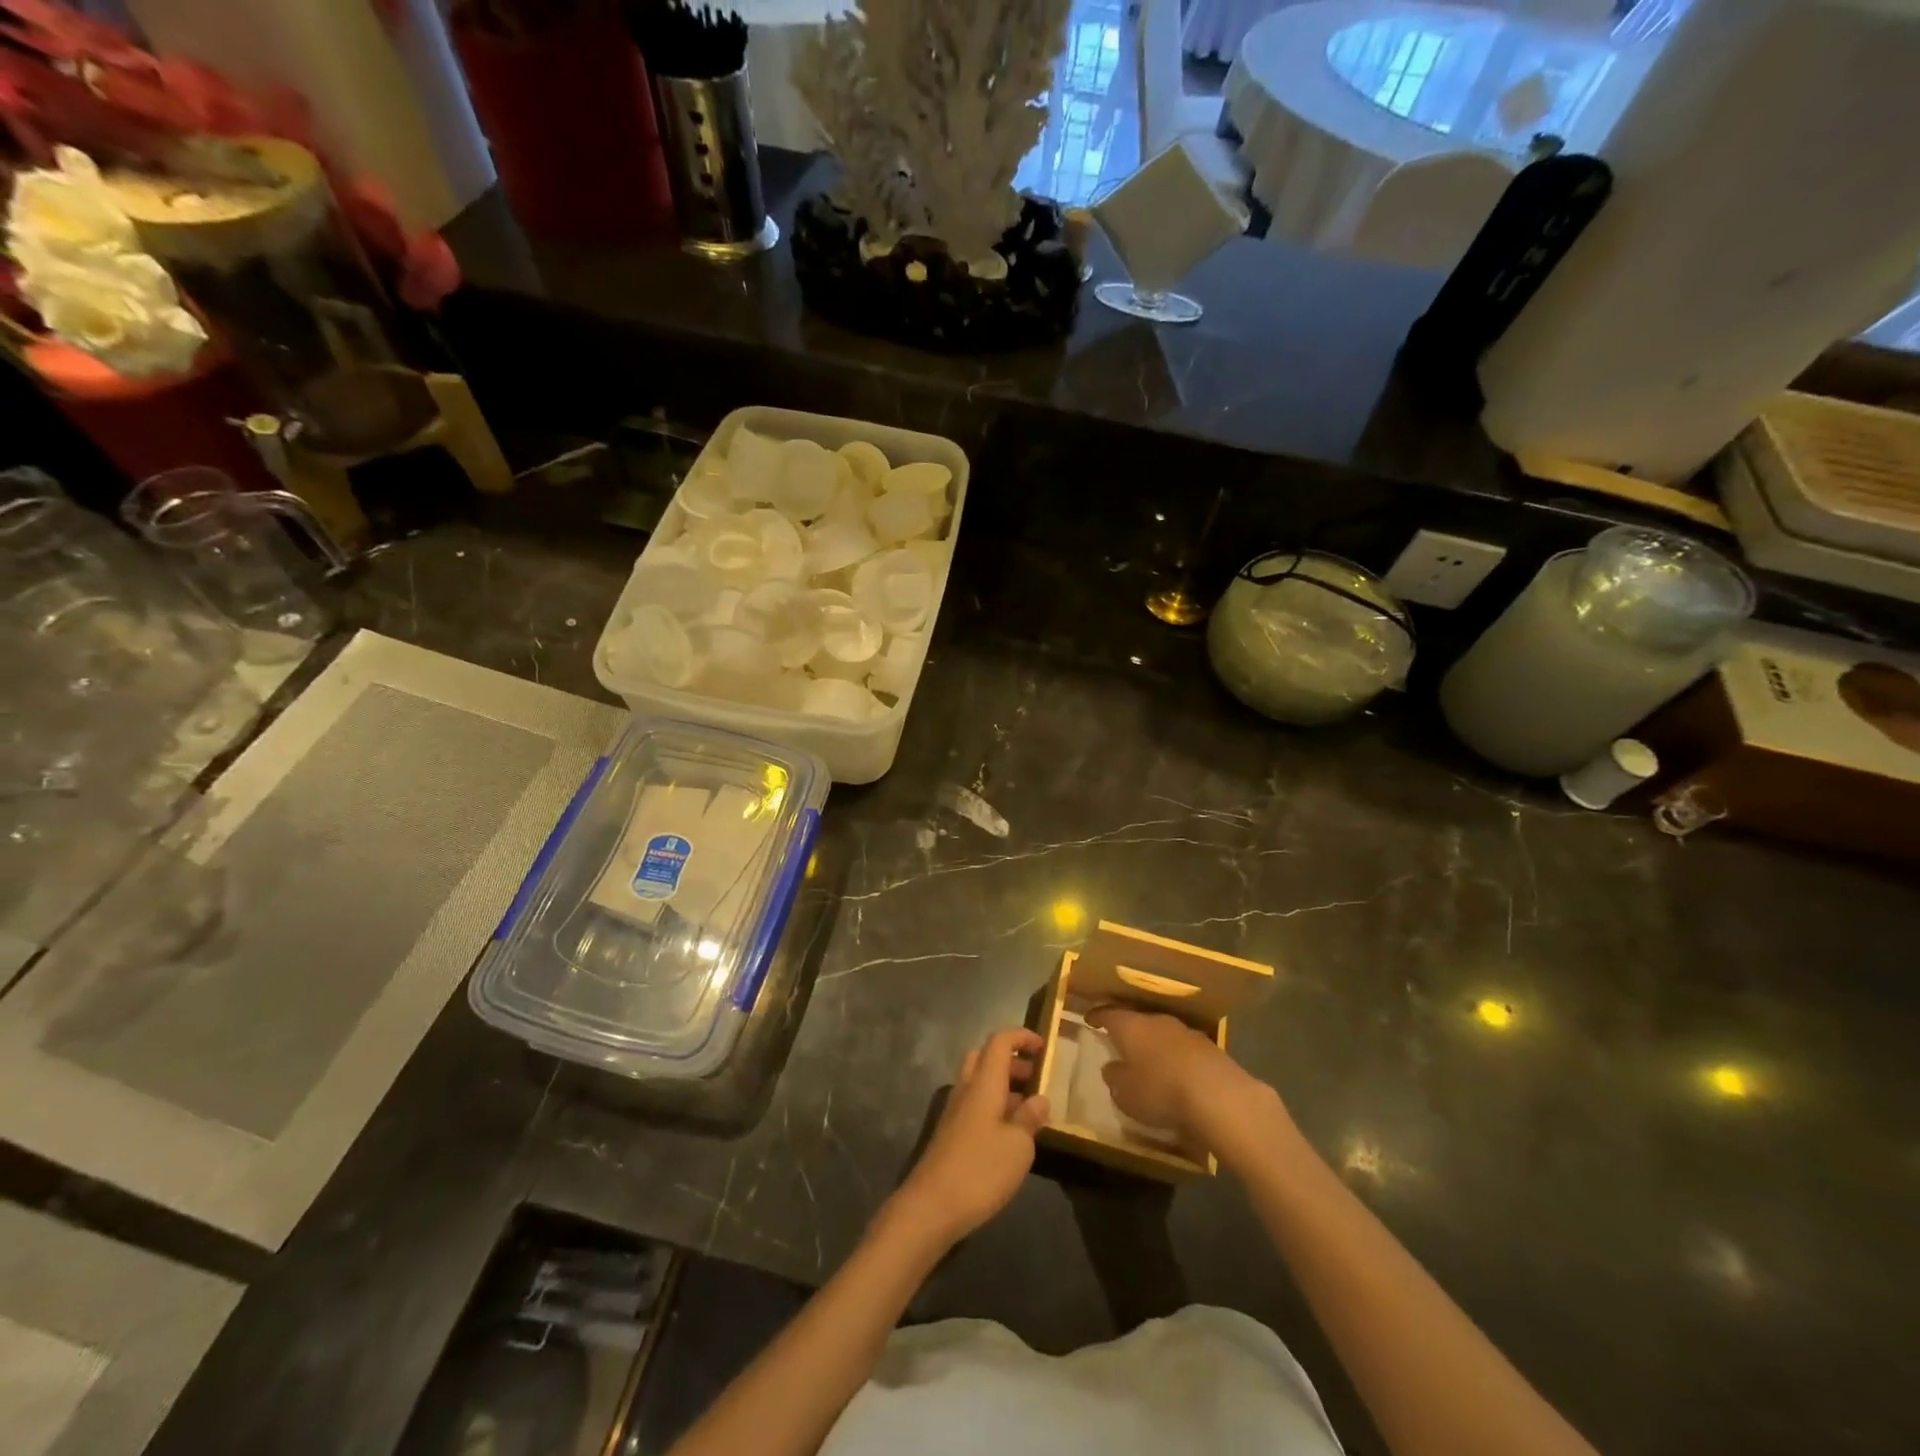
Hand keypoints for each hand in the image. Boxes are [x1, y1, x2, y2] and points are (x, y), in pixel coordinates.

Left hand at [892, 1028, 1049, 1247]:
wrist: (931, 1207)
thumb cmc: (980, 1169)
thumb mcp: (1018, 1145)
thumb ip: (1030, 1118)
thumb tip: (1040, 1099)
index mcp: (984, 1083)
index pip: (1000, 1042)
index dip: (1021, 1037)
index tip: (1044, 1046)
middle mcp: (966, 1089)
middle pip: (985, 1057)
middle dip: (1012, 1060)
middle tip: (1036, 1077)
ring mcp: (955, 1112)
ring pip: (979, 1082)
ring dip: (1004, 1085)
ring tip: (1030, 1108)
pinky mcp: (951, 1134)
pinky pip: (975, 1105)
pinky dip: (994, 1106)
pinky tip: (1010, 1134)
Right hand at [1088, 1007, 1277, 1152]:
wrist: (1218, 1095)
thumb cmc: (1159, 1090)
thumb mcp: (1125, 1092)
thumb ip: (1114, 1077)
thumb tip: (1111, 1067)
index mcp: (1131, 1026)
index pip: (1108, 1014)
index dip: (1097, 1016)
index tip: (1089, 1019)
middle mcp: (1157, 1021)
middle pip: (1137, 1020)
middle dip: (1129, 1030)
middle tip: (1120, 1041)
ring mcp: (1185, 1032)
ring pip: (1162, 1033)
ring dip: (1155, 1044)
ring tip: (1149, 1060)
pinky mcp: (1209, 1048)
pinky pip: (1183, 1049)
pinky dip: (1176, 1058)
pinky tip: (1177, 1073)